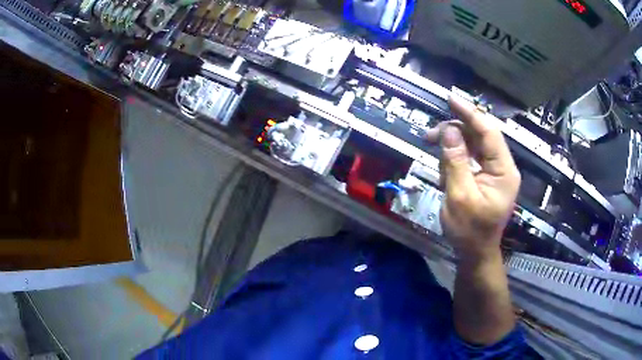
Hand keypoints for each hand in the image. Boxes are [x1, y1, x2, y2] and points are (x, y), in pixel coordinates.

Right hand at [427, 95, 520, 261]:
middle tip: (430, 136)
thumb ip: (455, 162)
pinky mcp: (486, 177)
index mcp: (504, 171)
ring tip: (437, 162)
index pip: (489, 132)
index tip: (451, 99)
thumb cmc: (469, 231)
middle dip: (455, 132)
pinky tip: (445, 172)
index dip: (470, 114)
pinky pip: (470, 158)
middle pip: (480, 136)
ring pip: (473, 146)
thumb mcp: (459, 197)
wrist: (475, 253)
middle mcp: (502, 167)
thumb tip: (449, 131)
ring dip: (452, 148)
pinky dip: (455, 160)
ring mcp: (495, 172)